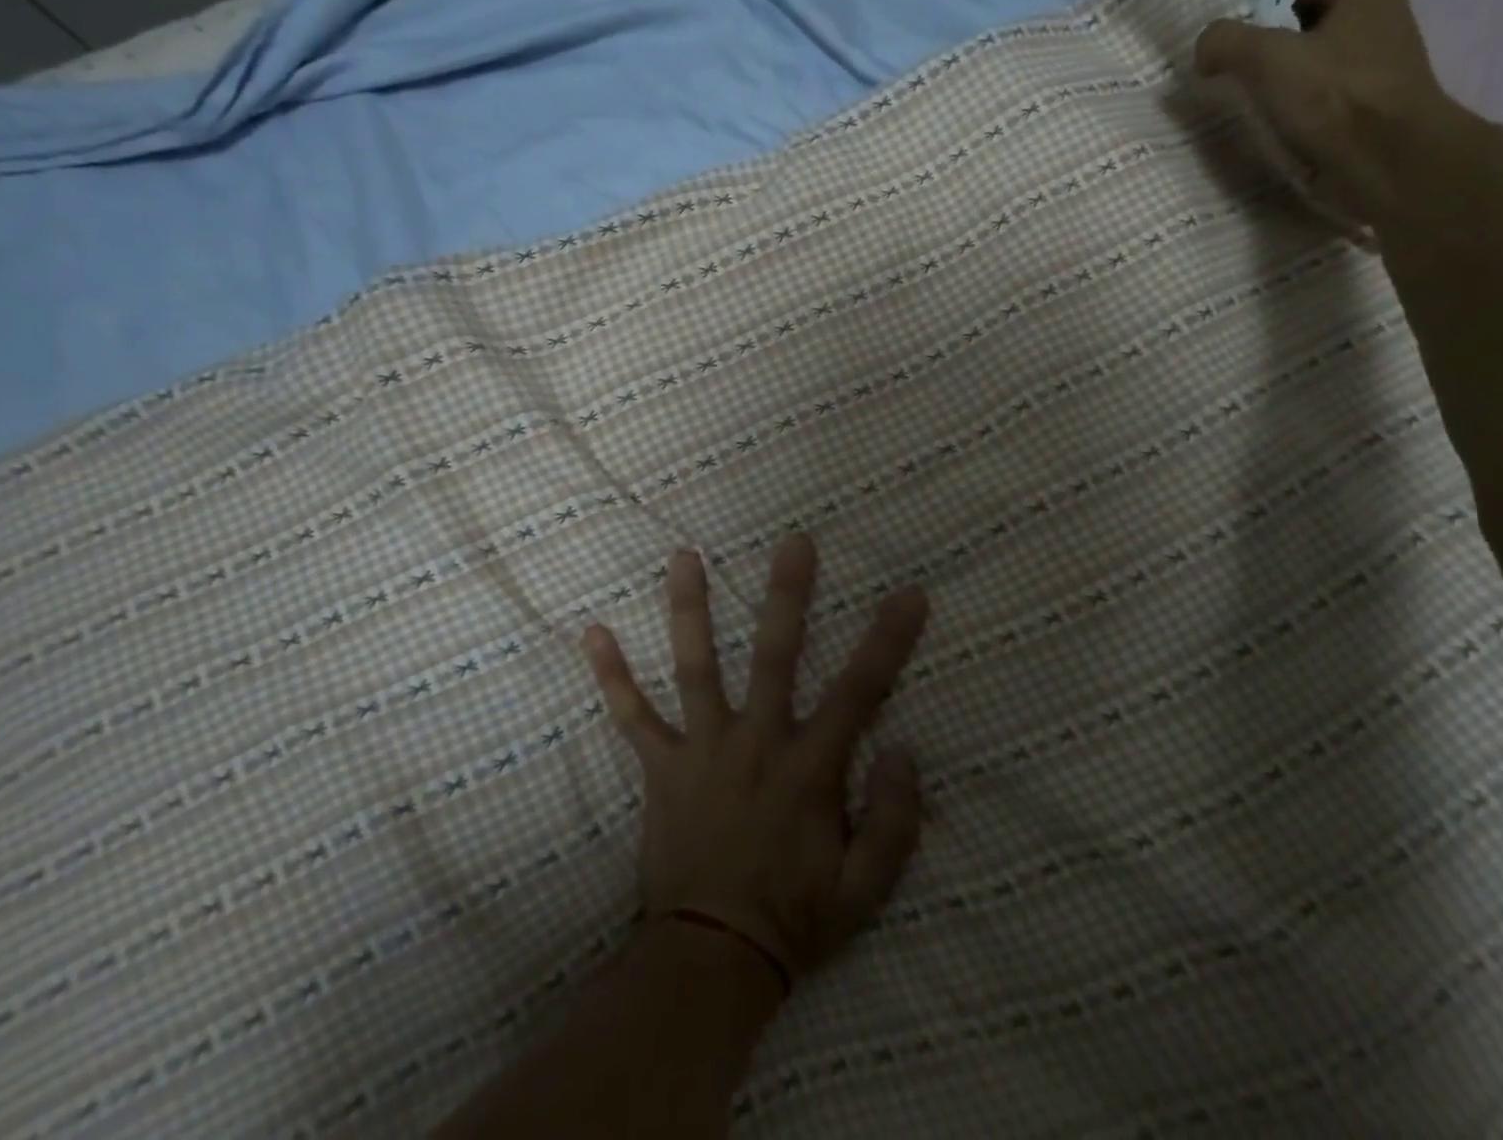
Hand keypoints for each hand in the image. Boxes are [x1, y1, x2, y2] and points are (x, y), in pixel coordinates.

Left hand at [583, 534, 929, 982]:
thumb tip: (903, 749)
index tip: (909, 593)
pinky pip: (633, 719)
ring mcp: (703, 751)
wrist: (712, 960)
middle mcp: (756, 743)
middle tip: (793, 542)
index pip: (861, 691)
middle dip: (787, 597)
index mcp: (810, 768)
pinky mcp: (662, 769)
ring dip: (691, 610)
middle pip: (776, 657)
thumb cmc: (796, 920)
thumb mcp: (867, 888)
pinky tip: (592, 634)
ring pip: (697, 668)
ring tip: (683, 556)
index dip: (889, 640)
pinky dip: (612, 678)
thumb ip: (895, 821)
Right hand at [1194, 0, 1462, 226]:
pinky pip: (1309, 92)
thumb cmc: (1333, 99)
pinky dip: (1281, 102)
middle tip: (1212, 63)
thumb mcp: (1266, 57)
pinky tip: (1257, 118)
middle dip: (1252, 39)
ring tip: (1227, 94)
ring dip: (1264, 75)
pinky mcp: (1359, 105)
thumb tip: (1206, 48)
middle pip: (1294, 18)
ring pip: (1300, 58)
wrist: (1388, 165)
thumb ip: (1225, 40)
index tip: (1211, 28)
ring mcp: (1368, 64)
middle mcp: (1372, 18)